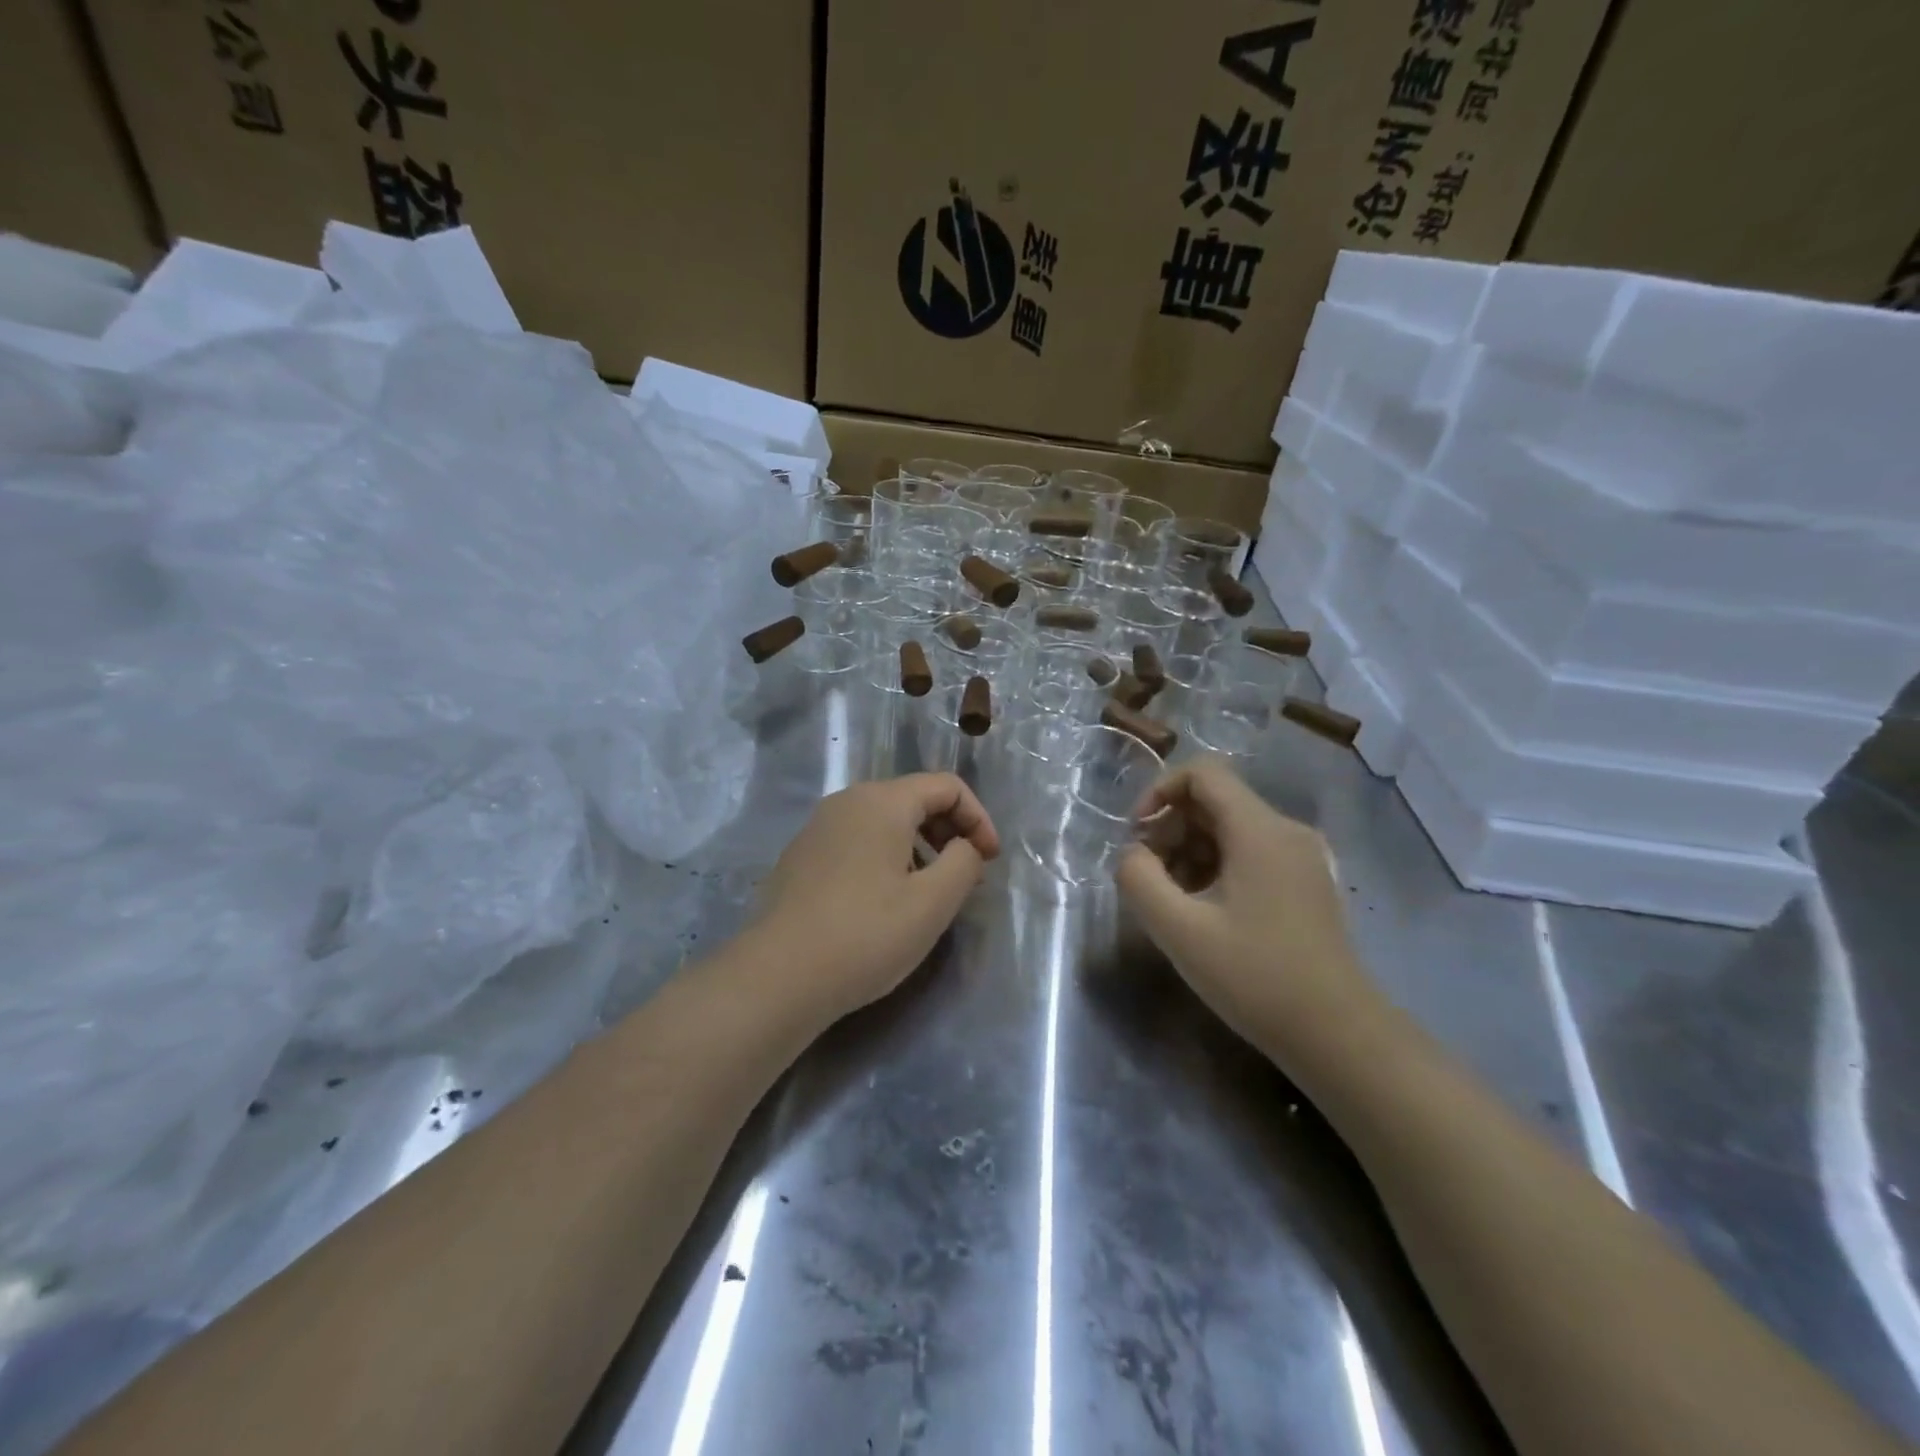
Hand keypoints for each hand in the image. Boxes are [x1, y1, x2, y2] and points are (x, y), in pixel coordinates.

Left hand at [748, 773, 999, 1021]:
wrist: (778, 976)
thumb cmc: (866, 935)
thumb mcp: (933, 902)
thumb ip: (964, 863)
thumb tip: (962, 847)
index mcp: (882, 801)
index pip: (946, 787)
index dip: (978, 819)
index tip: (989, 862)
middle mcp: (847, 801)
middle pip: (913, 798)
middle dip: (949, 830)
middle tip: (964, 875)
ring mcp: (818, 828)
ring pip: (884, 821)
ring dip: (919, 846)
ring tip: (927, 891)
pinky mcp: (801, 856)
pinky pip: (857, 841)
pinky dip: (885, 858)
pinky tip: (884, 902)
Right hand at [1116, 758, 1382, 1066]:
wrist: (1338, 1035)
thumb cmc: (1255, 977)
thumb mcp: (1179, 930)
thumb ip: (1139, 879)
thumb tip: (1133, 854)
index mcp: (1260, 830)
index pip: (1203, 773)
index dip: (1159, 791)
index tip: (1137, 834)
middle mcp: (1286, 831)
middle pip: (1215, 801)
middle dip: (1171, 829)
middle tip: (1150, 878)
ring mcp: (1302, 857)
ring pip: (1231, 829)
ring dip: (1190, 851)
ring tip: (1173, 900)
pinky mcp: (1307, 883)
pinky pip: (1250, 853)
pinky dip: (1216, 868)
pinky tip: (1205, 912)